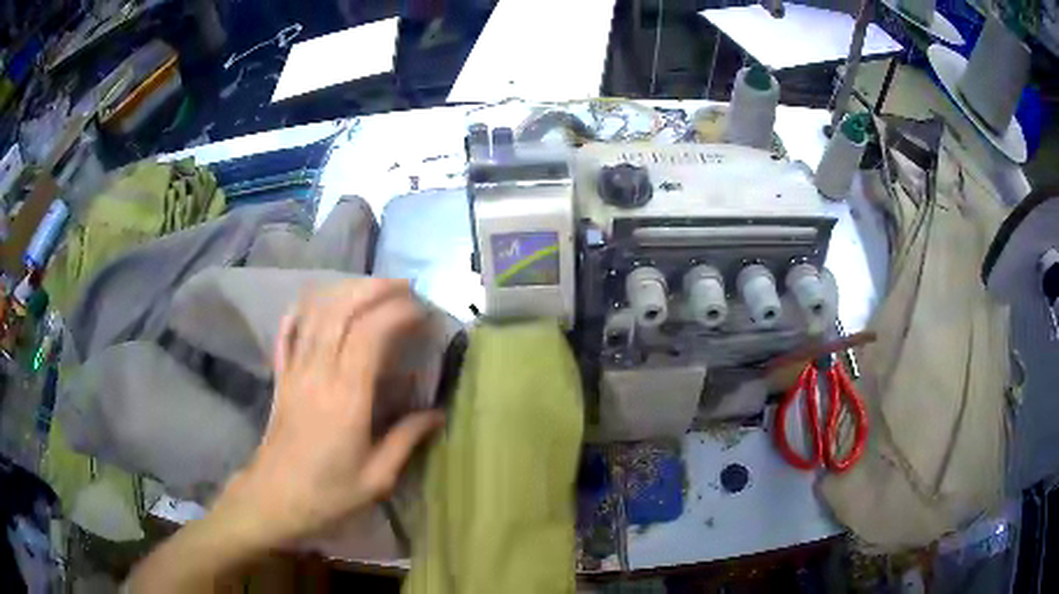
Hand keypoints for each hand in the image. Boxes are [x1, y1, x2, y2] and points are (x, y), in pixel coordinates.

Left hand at [216, 279, 444, 549]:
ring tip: (371, 288)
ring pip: (315, 313)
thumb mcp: (377, 478)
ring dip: (344, 292)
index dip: (398, 312)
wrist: (274, 499)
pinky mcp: (280, 377)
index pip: (370, 334)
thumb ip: (407, 440)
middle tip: (404, 287)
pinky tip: (315, 302)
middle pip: (341, 311)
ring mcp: (294, 371)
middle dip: (374, 289)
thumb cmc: (328, 494)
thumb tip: (437, 414)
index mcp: (346, 398)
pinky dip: (301, 310)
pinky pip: (287, 332)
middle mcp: (318, 373)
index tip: (423, 311)